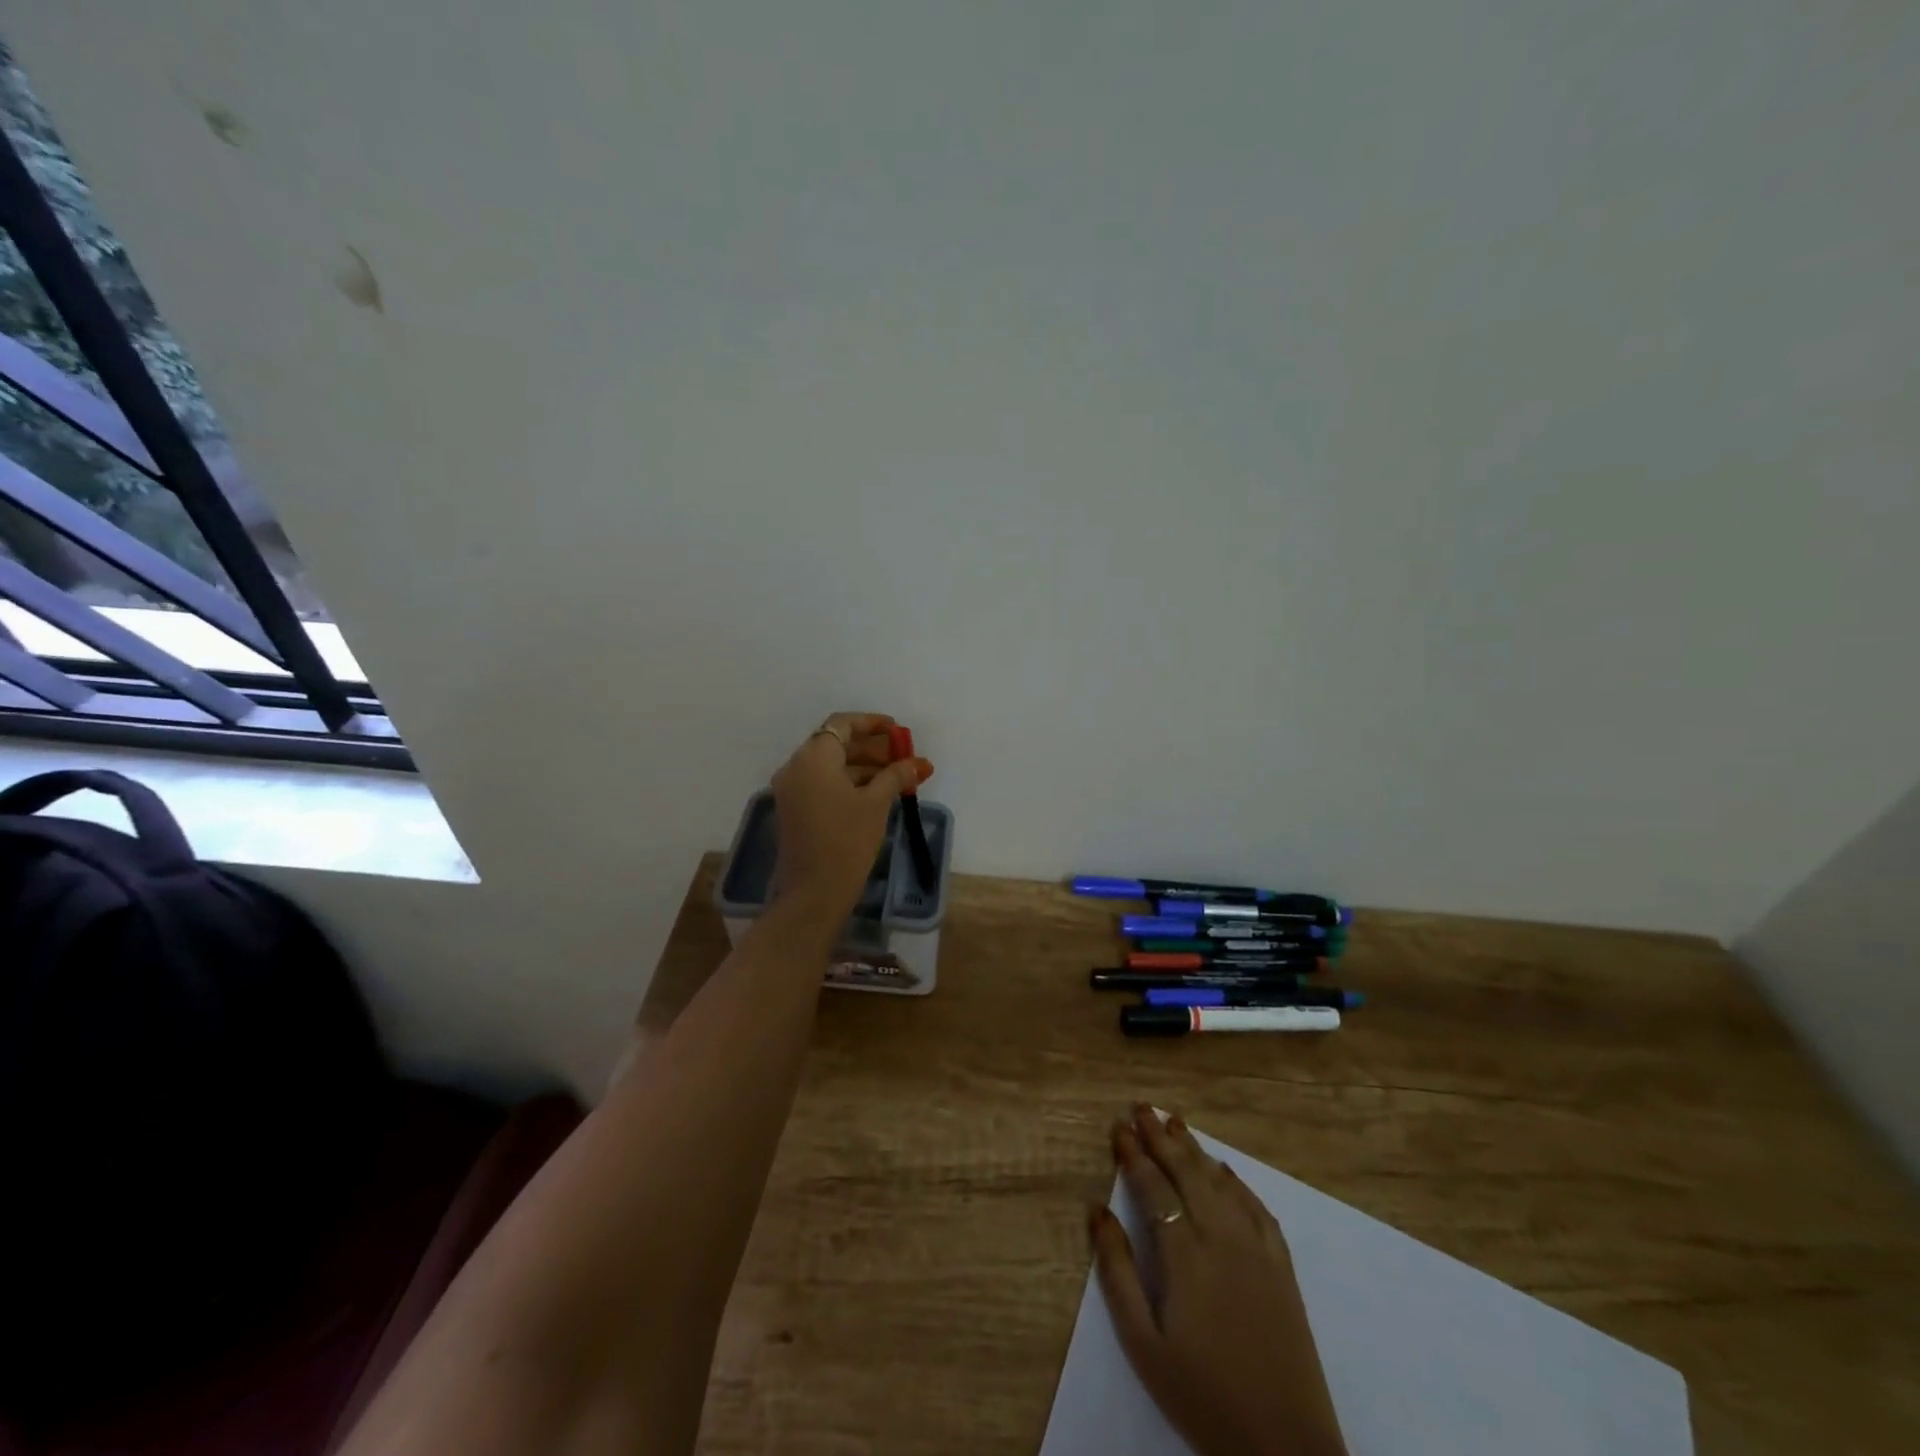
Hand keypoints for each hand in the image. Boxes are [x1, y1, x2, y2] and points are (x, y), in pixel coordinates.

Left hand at [769, 712, 932, 915]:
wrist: (814, 893)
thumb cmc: (847, 841)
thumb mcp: (876, 804)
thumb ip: (896, 775)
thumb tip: (917, 762)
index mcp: (813, 758)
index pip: (842, 725)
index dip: (872, 723)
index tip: (898, 730)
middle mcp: (796, 767)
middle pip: (836, 744)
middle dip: (872, 748)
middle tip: (903, 757)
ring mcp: (792, 790)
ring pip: (830, 766)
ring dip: (863, 767)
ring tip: (898, 778)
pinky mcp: (794, 810)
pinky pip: (823, 784)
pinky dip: (848, 783)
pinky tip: (877, 793)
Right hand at [1091, 1106, 1348, 1455]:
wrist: (1286, 1448)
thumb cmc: (1202, 1396)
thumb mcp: (1143, 1344)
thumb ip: (1117, 1272)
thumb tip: (1097, 1210)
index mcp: (1185, 1255)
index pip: (1154, 1187)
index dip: (1134, 1155)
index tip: (1118, 1128)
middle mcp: (1222, 1237)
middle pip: (1187, 1172)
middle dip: (1161, 1137)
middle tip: (1141, 1107)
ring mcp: (1257, 1249)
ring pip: (1220, 1182)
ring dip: (1195, 1149)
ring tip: (1175, 1122)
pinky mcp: (1282, 1267)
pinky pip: (1256, 1208)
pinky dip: (1236, 1181)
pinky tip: (1224, 1169)